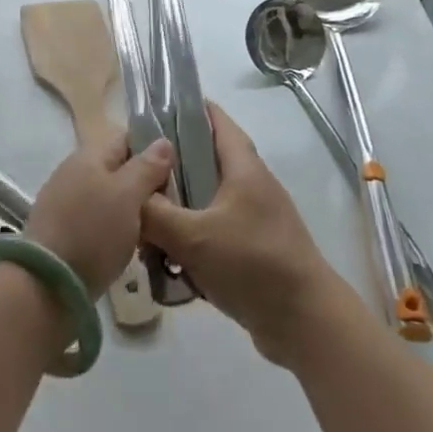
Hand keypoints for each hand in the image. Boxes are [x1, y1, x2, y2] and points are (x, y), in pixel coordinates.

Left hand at [26, 134, 175, 297]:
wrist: (46, 285)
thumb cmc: (93, 231)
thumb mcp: (128, 195)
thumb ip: (147, 167)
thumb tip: (162, 142)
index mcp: (89, 155)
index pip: (127, 139)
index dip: (153, 150)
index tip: (177, 172)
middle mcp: (74, 172)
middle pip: (118, 169)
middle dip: (145, 184)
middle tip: (172, 205)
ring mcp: (65, 202)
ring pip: (109, 197)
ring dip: (131, 209)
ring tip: (157, 227)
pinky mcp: (63, 232)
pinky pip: (98, 220)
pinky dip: (115, 228)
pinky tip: (130, 244)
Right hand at [141, 104, 345, 364]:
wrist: (304, 322)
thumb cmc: (252, 265)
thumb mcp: (193, 237)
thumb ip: (154, 213)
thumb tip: (128, 197)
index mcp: (242, 166)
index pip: (213, 119)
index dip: (182, 108)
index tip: (146, 112)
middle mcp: (249, 185)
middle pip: (201, 162)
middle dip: (166, 170)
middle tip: (131, 178)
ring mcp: (251, 218)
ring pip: (202, 201)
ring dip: (174, 212)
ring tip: (141, 227)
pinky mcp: (249, 248)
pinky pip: (210, 232)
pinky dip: (187, 240)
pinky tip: (164, 261)